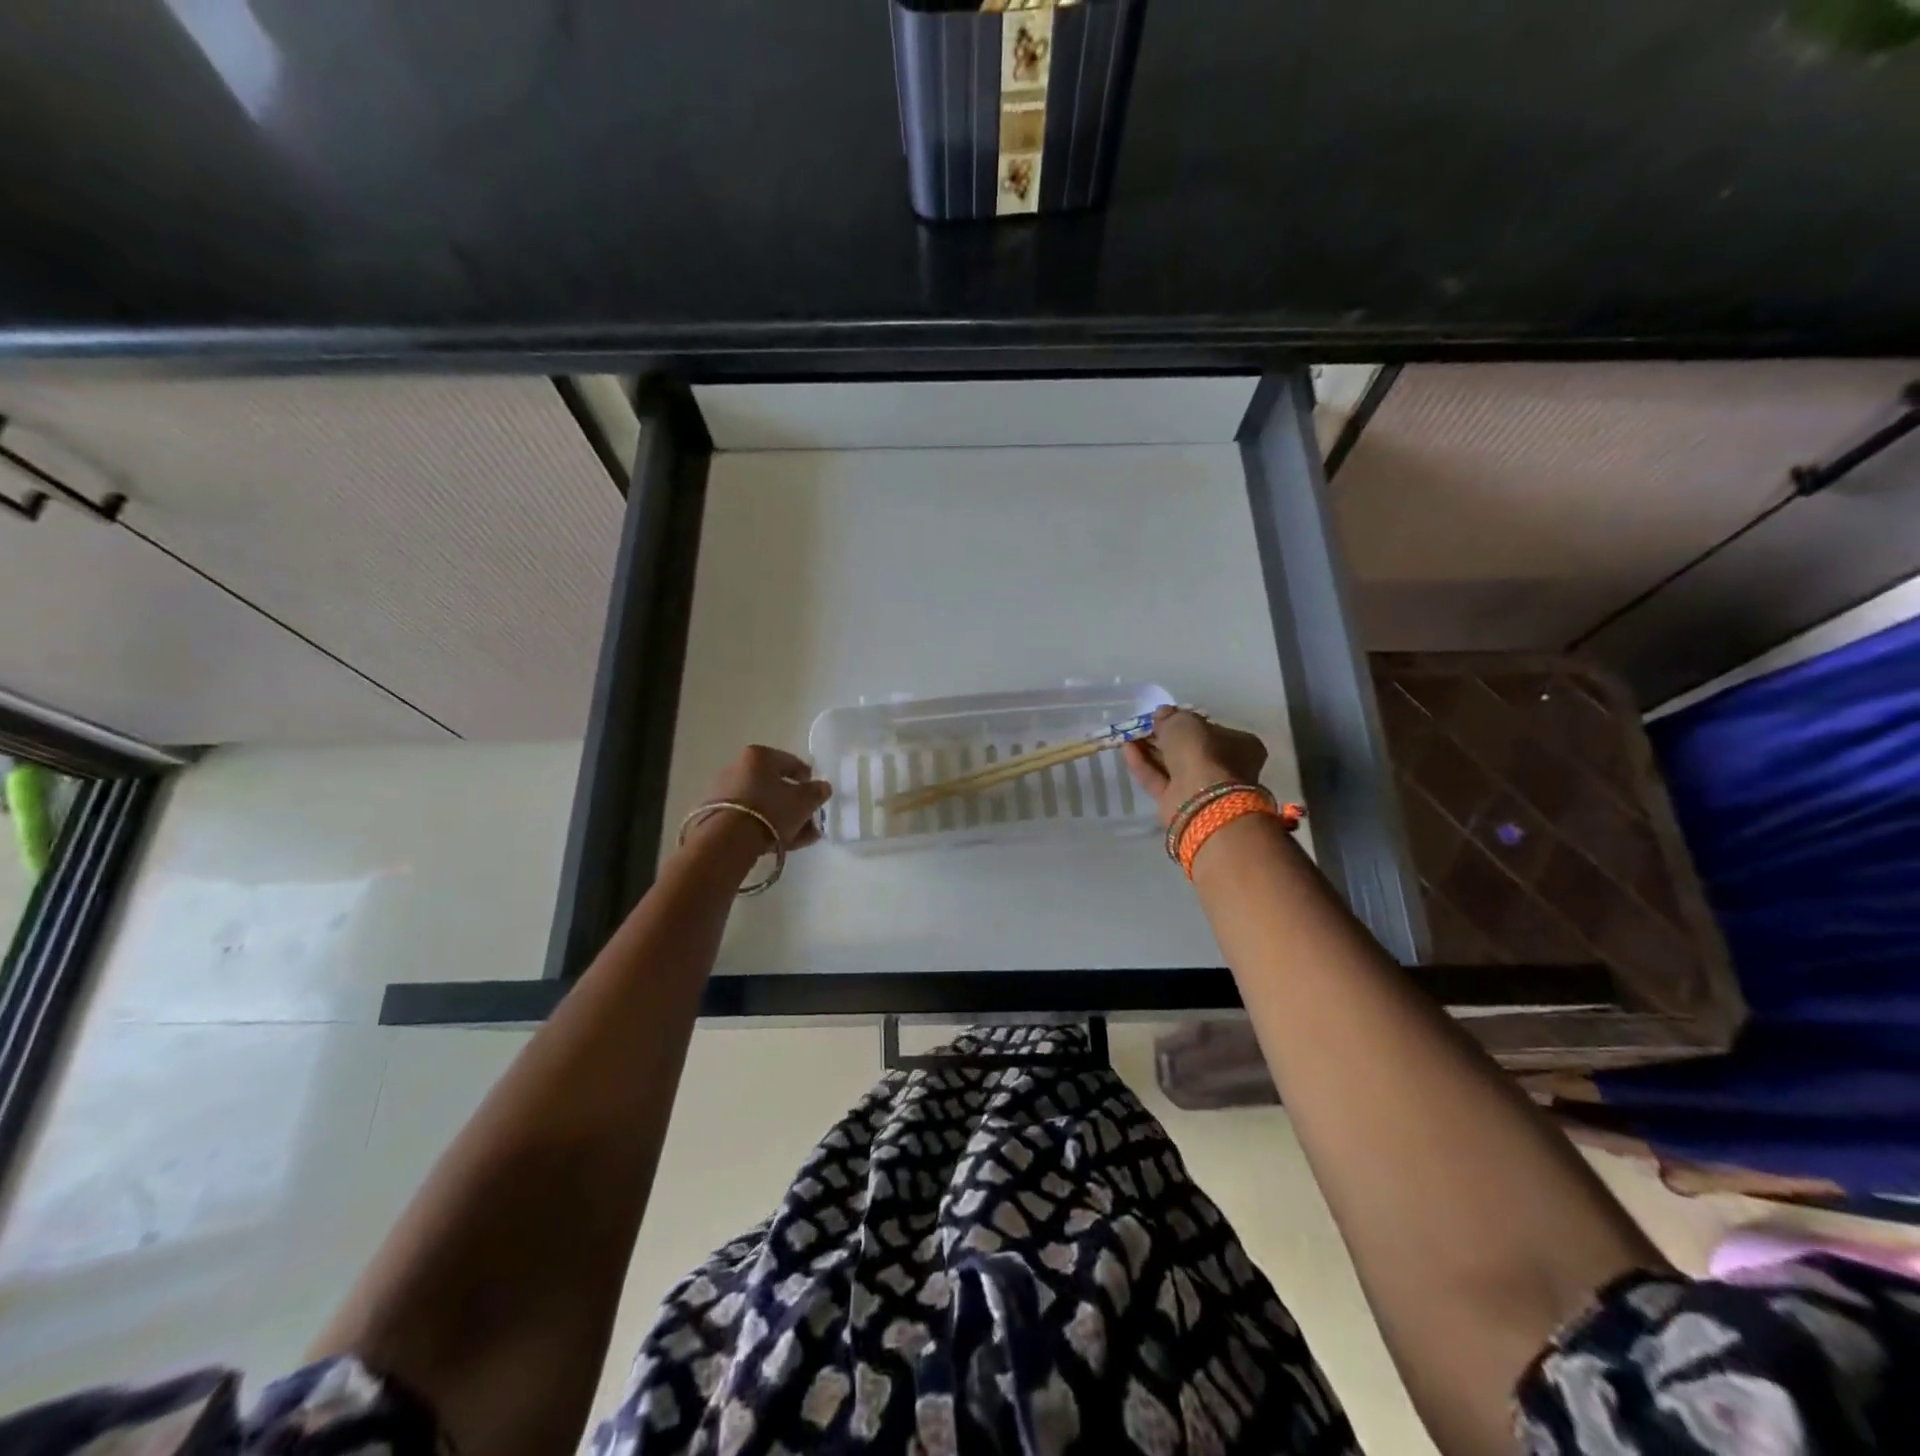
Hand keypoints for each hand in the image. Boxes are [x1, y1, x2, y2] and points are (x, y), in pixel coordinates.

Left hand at [695, 745, 832, 851]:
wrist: (727, 841)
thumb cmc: (770, 810)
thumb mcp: (803, 802)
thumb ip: (816, 792)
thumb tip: (822, 787)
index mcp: (758, 756)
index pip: (790, 762)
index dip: (807, 778)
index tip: (816, 793)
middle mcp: (737, 768)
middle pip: (774, 785)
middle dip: (794, 803)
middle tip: (810, 819)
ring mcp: (723, 792)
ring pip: (762, 804)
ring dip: (782, 818)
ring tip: (801, 837)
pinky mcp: (715, 816)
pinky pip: (748, 818)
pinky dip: (765, 827)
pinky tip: (781, 843)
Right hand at [1122, 706, 1267, 826]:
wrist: (1201, 799)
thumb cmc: (1203, 752)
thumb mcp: (1185, 722)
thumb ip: (1172, 717)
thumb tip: (1162, 714)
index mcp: (1240, 744)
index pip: (1212, 730)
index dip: (1187, 722)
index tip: (1165, 717)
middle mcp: (1225, 767)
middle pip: (1190, 749)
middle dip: (1165, 737)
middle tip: (1143, 726)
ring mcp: (1202, 787)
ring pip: (1173, 765)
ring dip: (1151, 750)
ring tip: (1129, 735)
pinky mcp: (1179, 803)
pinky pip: (1159, 779)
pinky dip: (1143, 764)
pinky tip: (1127, 749)